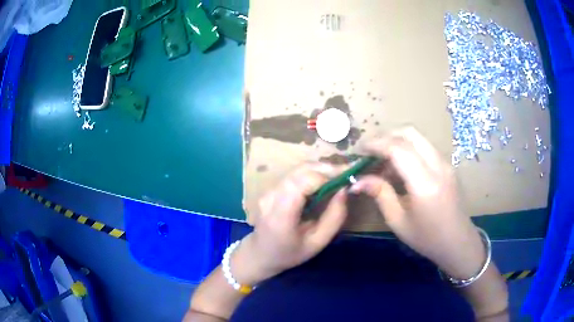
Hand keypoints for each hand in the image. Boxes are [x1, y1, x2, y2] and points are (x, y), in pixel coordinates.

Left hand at [232, 163, 348, 284]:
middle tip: (347, 173)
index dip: (327, 176)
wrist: (260, 254)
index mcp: (281, 215)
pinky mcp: (271, 188)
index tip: (347, 178)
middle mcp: (271, 197)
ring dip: (320, 169)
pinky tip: (324, 181)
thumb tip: (344, 190)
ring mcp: (268, 190)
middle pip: (301, 170)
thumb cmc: (290, 253)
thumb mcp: (317, 243)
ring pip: (298, 169)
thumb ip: (334, 218)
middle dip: (327, 168)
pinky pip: (294, 175)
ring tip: (339, 176)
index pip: (303, 182)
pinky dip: (312, 173)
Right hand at [350, 127, 484, 278]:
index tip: (358, 150)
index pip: (398, 149)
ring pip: (418, 138)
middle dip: (386, 136)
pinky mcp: (447, 165)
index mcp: (425, 183)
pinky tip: (400, 169)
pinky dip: (408, 150)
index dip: (375, 144)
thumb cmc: (427, 238)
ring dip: (397, 142)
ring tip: (382, 163)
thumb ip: (380, 194)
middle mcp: (438, 165)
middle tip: (369, 152)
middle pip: (410, 133)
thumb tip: (357, 181)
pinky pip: (424, 147)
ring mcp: (445, 163)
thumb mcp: (398, 221)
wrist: (458, 242)